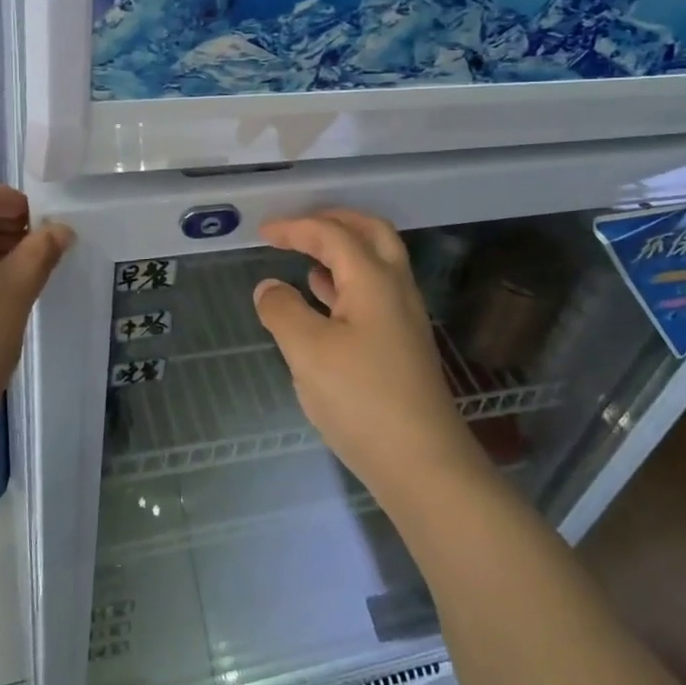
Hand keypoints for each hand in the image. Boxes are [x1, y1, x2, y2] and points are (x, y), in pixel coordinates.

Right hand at [253, 210, 479, 501]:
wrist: (422, 462)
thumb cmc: (362, 399)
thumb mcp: (308, 352)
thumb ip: (283, 311)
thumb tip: (268, 286)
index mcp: (374, 280)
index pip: (333, 234)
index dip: (296, 227)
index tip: (263, 232)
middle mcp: (396, 289)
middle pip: (371, 233)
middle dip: (333, 221)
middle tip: (298, 227)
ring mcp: (403, 318)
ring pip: (376, 263)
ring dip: (342, 251)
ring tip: (305, 257)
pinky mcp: (402, 345)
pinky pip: (373, 293)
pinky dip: (345, 282)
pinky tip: (323, 301)